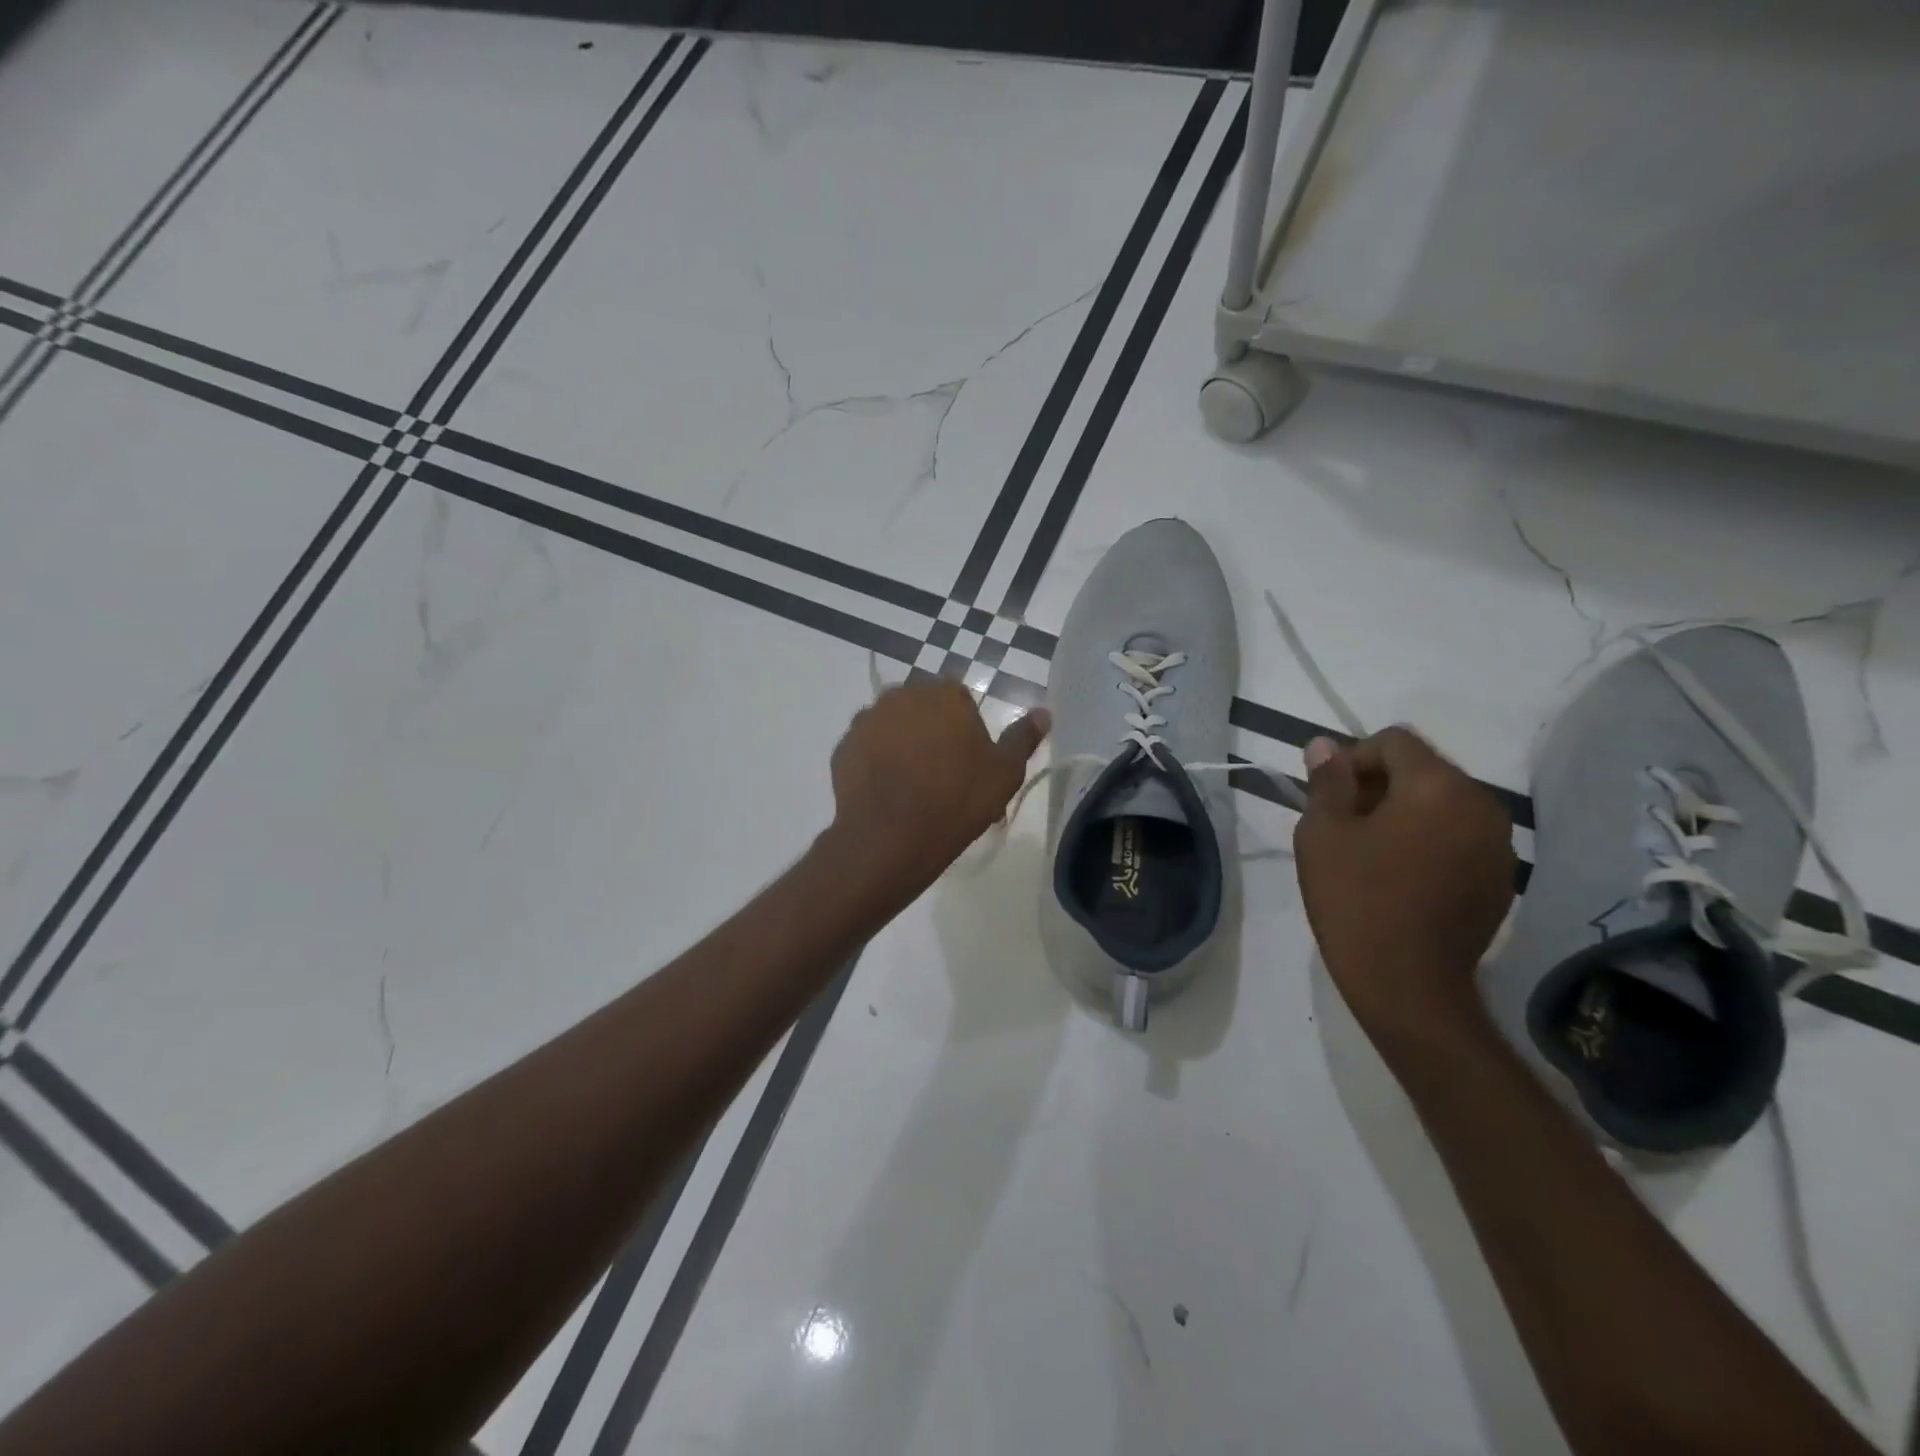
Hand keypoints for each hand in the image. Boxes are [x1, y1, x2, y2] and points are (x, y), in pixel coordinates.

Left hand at [827, 678, 1049, 890]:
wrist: (891, 838)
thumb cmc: (956, 801)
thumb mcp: (1004, 773)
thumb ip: (1023, 738)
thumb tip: (1044, 713)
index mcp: (944, 694)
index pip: (959, 699)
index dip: (966, 729)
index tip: (970, 762)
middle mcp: (902, 695)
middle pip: (923, 709)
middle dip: (932, 732)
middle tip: (943, 776)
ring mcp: (867, 719)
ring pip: (892, 726)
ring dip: (902, 745)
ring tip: (911, 787)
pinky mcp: (843, 746)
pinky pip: (867, 749)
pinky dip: (876, 762)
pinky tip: (887, 792)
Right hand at [1294, 727, 1514, 1050]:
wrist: (1408, 984)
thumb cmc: (1356, 899)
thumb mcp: (1323, 834)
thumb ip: (1327, 782)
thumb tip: (1324, 745)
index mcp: (1437, 786)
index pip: (1394, 741)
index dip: (1354, 758)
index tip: (1330, 796)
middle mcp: (1480, 804)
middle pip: (1423, 769)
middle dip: (1379, 784)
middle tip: (1343, 823)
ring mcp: (1497, 844)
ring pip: (1442, 803)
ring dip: (1405, 812)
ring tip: (1371, 851)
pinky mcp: (1500, 878)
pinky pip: (1459, 836)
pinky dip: (1429, 840)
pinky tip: (1402, 876)